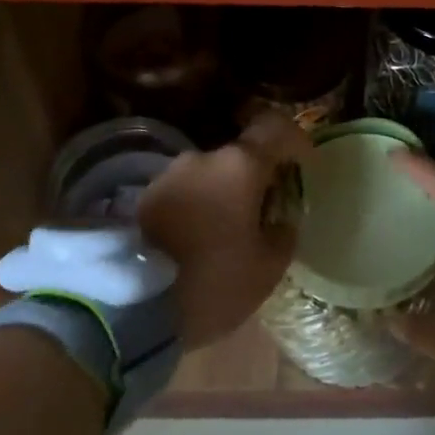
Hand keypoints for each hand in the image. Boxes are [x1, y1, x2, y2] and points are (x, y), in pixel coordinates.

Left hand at [138, 113, 310, 347]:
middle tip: (264, 214)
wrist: (131, 306)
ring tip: (228, 233)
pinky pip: (185, 192)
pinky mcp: (144, 196)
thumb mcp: (267, 268)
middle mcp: (203, 158)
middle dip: (256, 179)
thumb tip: (281, 220)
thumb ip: (283, 234)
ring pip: (210, 175)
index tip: (303, 163)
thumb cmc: (213, 282)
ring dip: (224, 194)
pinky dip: (198, 207)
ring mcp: (169, 174)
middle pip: (240, 156)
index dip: (294, 140)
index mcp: (240, 166)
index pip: (275, 128)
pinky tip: (198, 240)